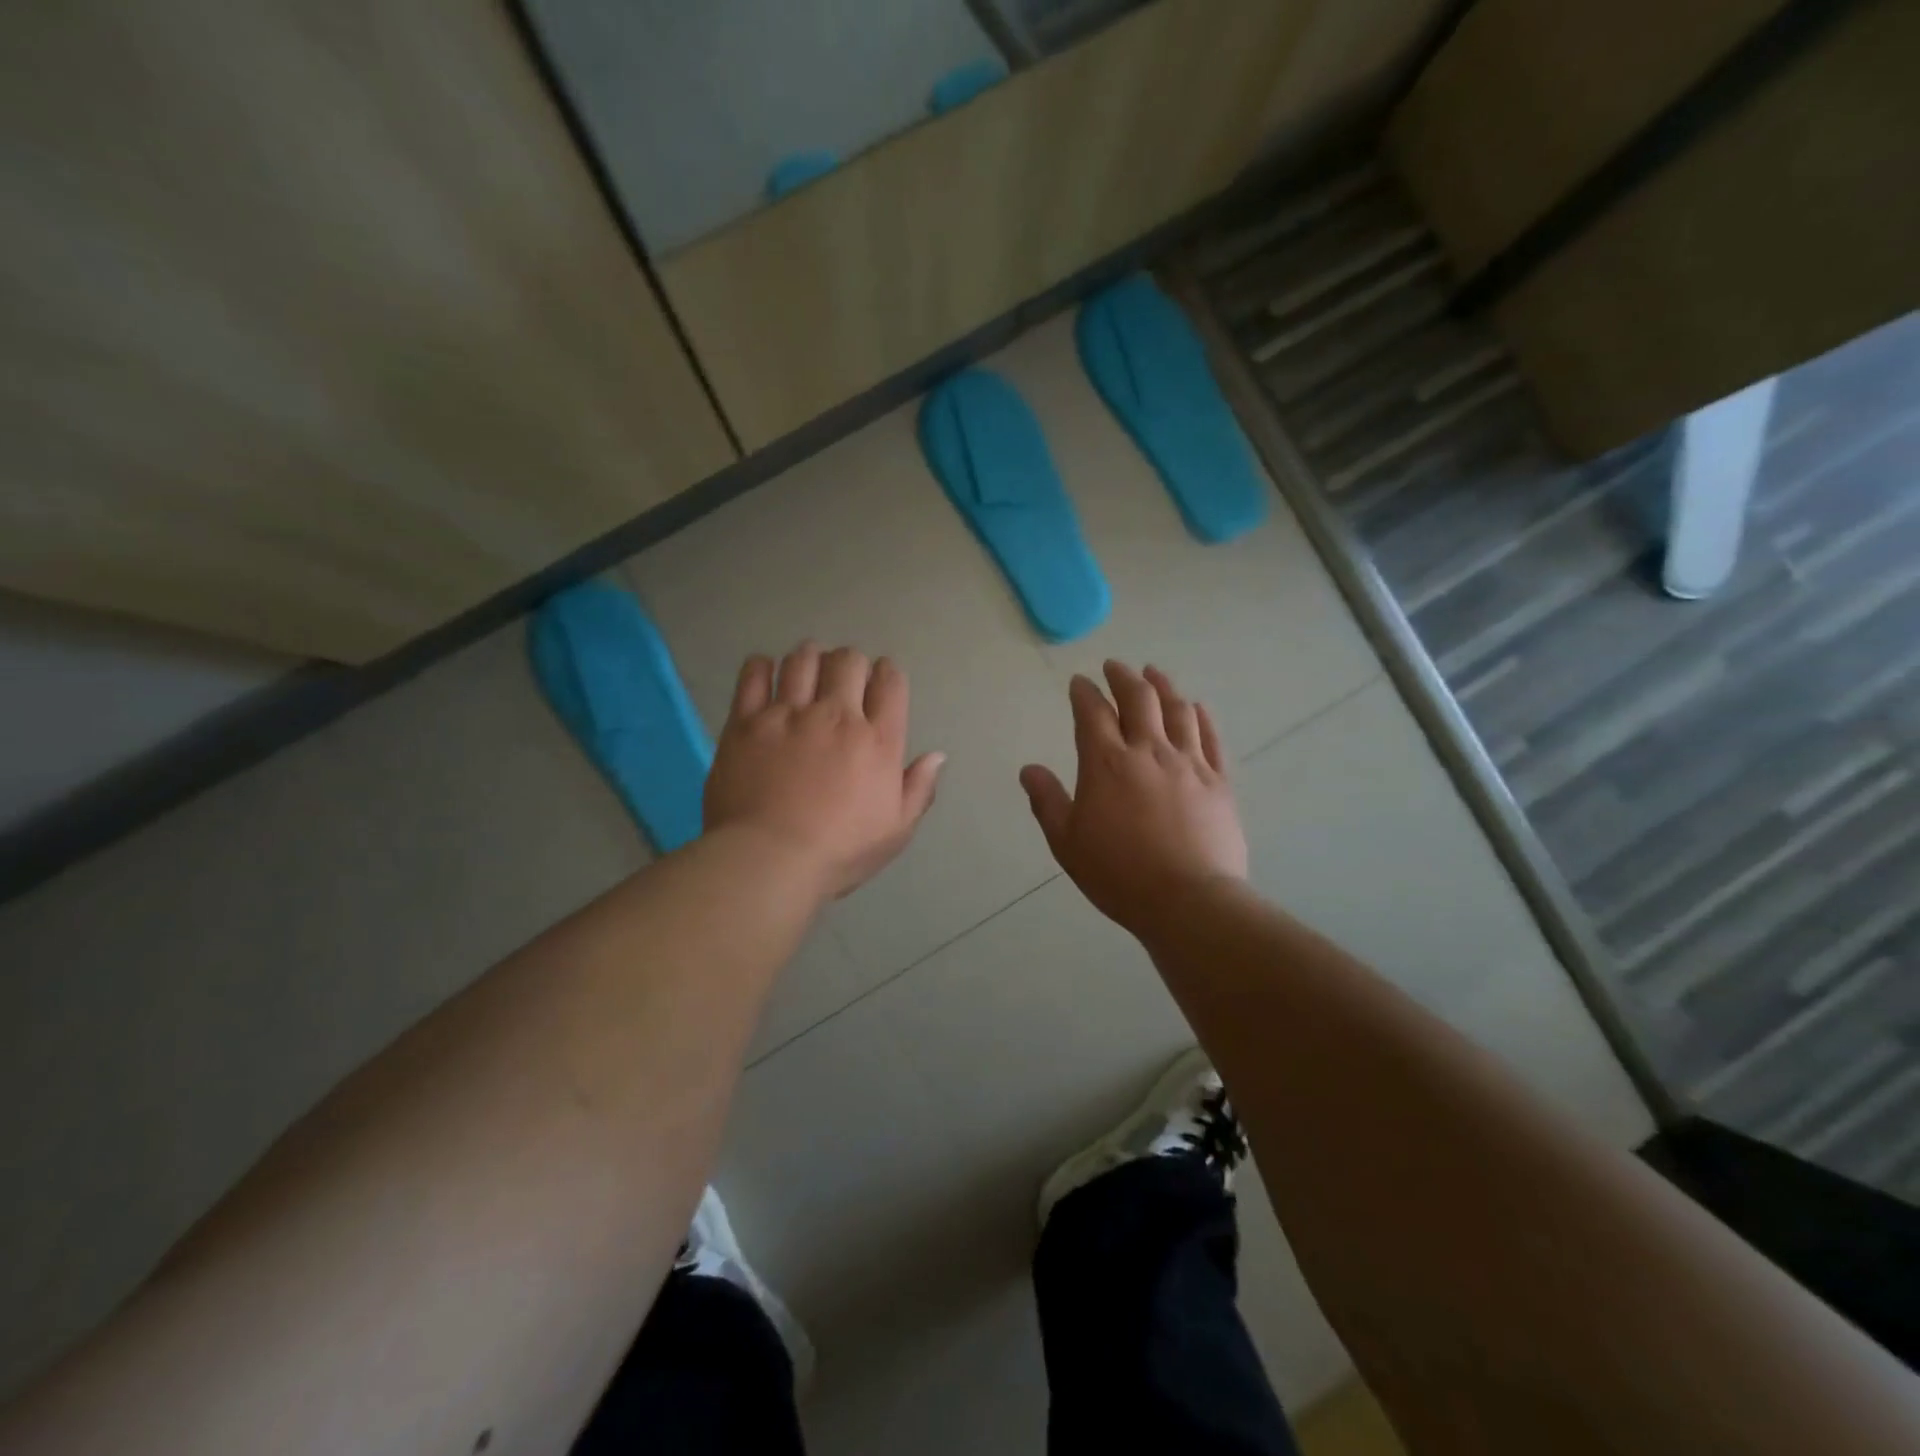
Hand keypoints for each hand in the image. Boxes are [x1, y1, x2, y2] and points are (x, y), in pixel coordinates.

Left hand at [704, 642, 944, 900]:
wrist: (768, 860)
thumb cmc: (839, 852)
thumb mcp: (895, 831)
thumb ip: (918, 789)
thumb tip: (937, 755)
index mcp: (877, 740)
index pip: (890, 682)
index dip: (887, 674)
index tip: (880, 682)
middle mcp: (835, 716)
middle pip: (848, 661)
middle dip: (850, 663)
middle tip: (843, 680)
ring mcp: (788, 714)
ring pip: (802, 659)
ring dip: (811, 657)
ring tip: (808, 670)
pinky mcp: (746, 721)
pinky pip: (754, 674)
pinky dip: (763, 667)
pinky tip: (767, 675)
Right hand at [1020, 662, 1247, 941]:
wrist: (1188, 901)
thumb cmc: (1119, 874)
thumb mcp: (1067, 843)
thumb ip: (1047, 801)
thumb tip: (1029, 770)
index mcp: (1106, 763)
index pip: (1092, 713)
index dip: (1084, 693)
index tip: (1079, 683)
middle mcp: (1148, 751)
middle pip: (1138, 698)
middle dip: (1123, 676)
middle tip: (1115, 666)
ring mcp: (1189, 763)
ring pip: (1177, 709)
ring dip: (1163, 686)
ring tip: (1154, 674)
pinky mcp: (1218, 780)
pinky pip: (1210, 737)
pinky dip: (1200, 716)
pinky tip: (1196, 707)